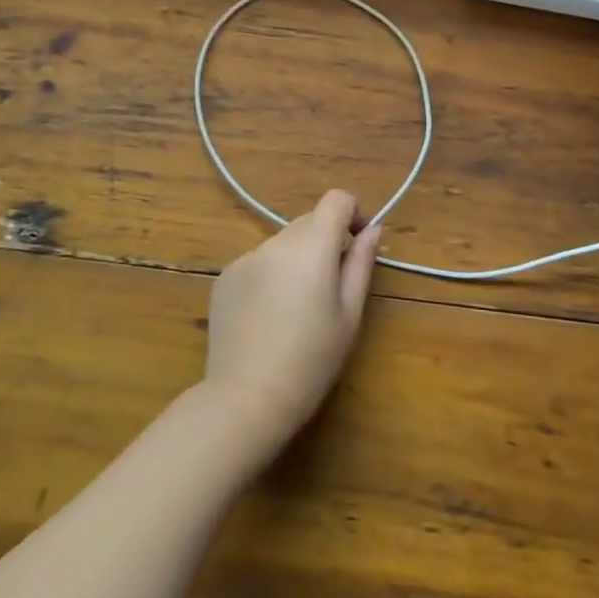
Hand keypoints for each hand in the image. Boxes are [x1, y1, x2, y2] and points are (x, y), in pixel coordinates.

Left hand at [201, 190, 382, 456]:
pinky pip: (258, 263)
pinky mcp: (224, 277)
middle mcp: (276, 241)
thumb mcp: (349, 314)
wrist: (246, 397)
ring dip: (296, 260)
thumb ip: (361, 263)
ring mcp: (245, 257)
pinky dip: (270, 276)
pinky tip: (267, 317)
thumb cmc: (311, 360)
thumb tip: (373, 229)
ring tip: (296, 309)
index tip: (358, 244)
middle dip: (325, 241)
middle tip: (331, 288)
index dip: (353, 214)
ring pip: (282, 244)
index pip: (336, 200)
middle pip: (309, 221)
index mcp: (311, 246)